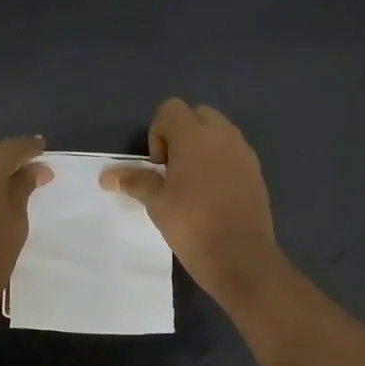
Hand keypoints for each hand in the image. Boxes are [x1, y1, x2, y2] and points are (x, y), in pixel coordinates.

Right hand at [102, 99, 282, 303]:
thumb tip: (107, 176)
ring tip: (193, 184)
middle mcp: (223, 135)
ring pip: (219, 133)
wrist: (240, 256)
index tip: (158, 165)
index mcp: (194, 136)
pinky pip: (234, 153)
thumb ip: (135, 181)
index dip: (158, 133)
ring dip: (203, 147)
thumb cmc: (192, 225)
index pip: (171, 109)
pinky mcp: (257, 172)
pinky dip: (221, 162)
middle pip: (197, 115)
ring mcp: (244, 153)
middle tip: (173, 170)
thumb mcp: (157, 203)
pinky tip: (214, 196)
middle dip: (182, 134)